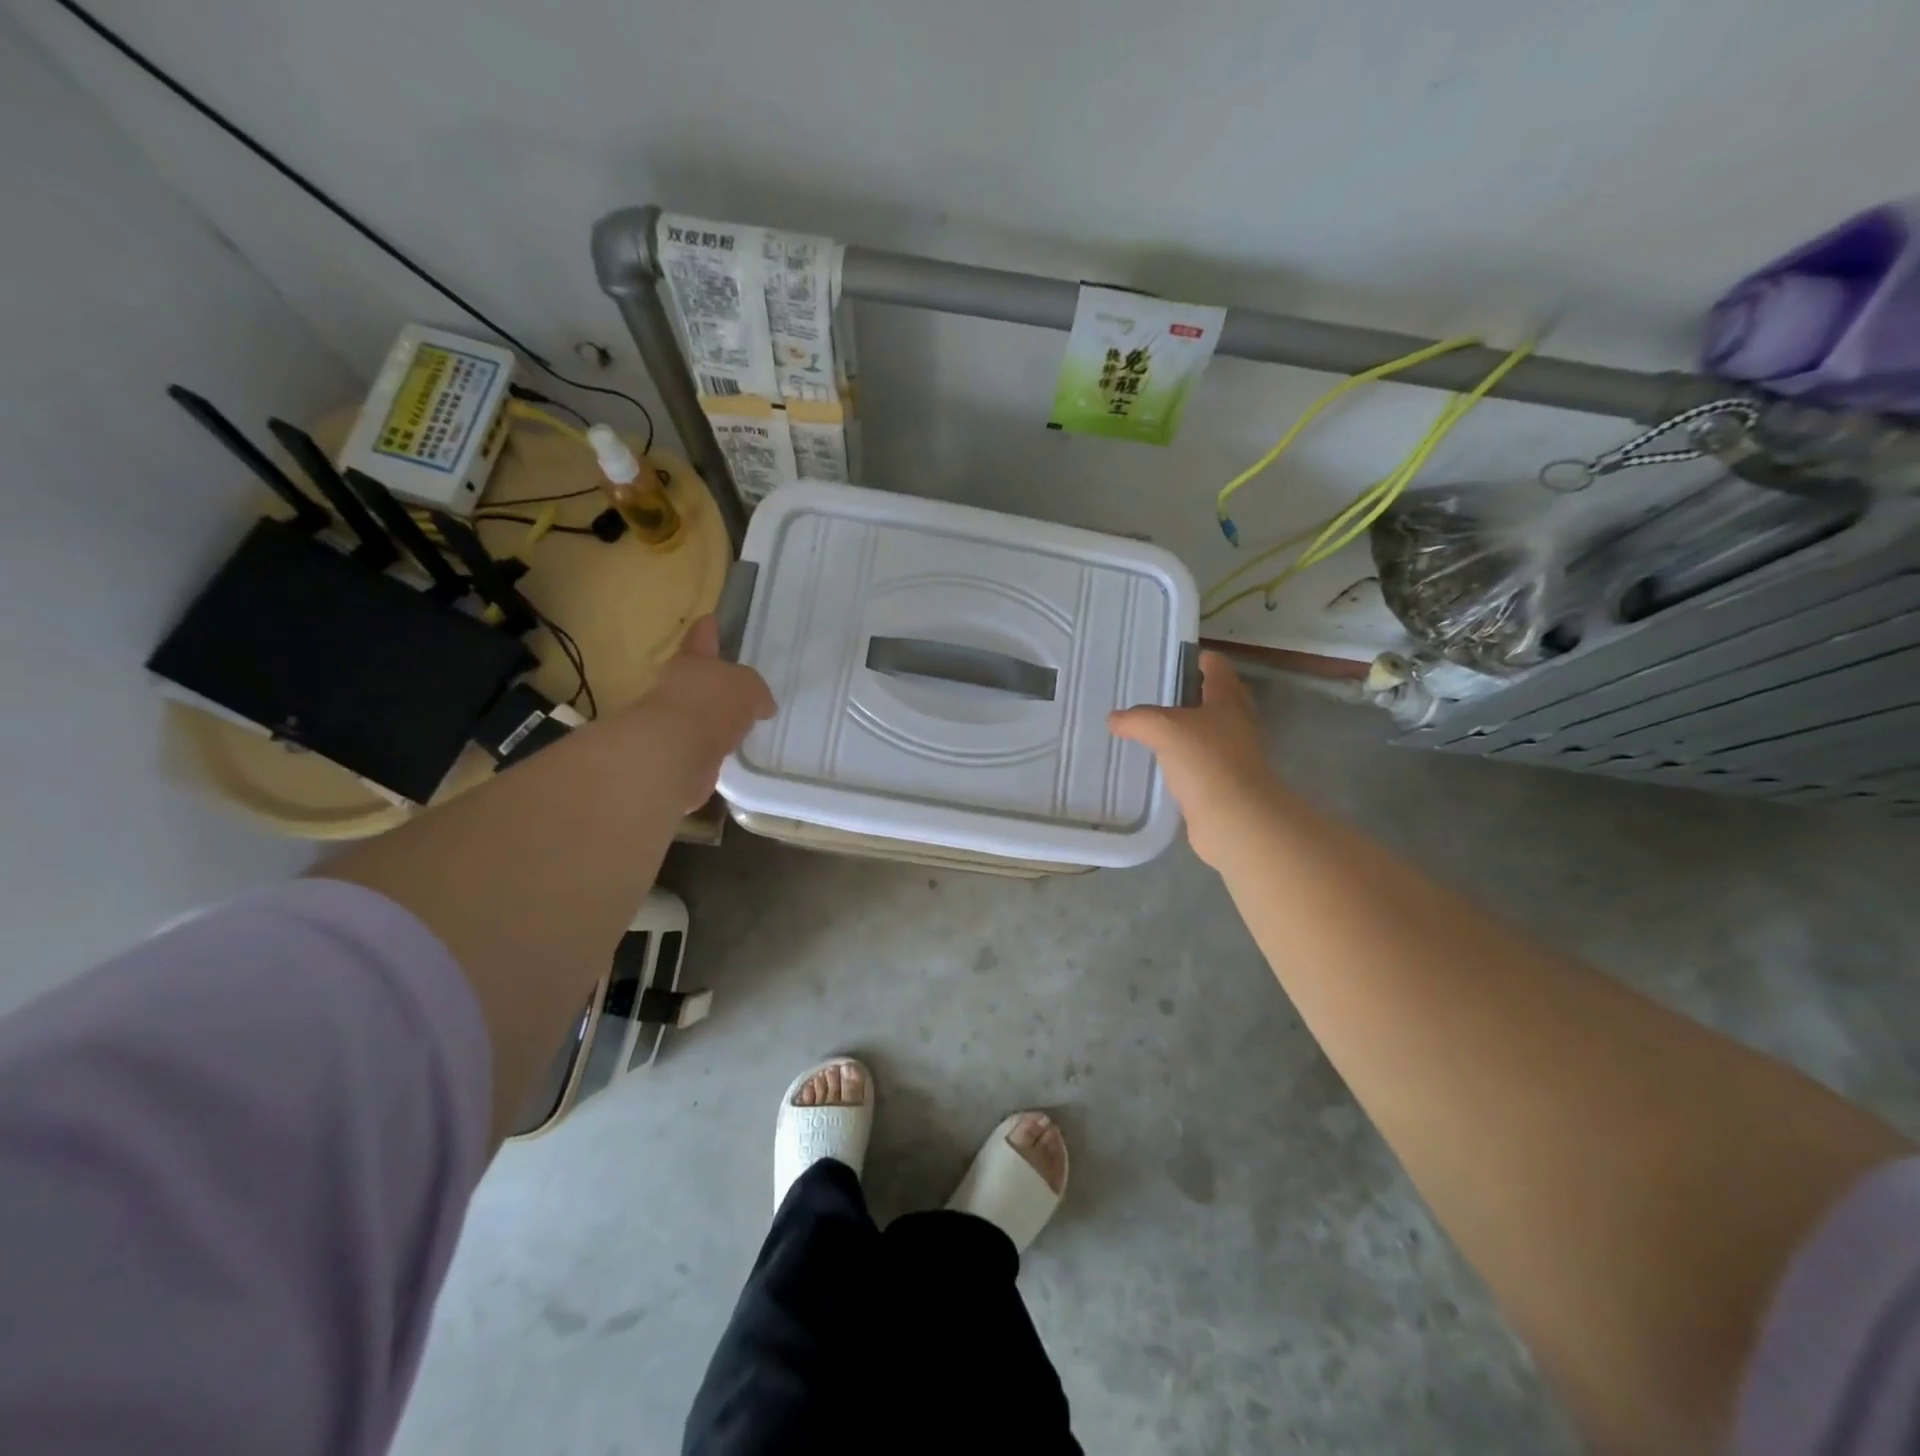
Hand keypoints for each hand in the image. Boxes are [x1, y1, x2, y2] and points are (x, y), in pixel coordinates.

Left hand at [624, 615, 775, 809]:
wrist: (676, 752)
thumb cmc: (713, 703)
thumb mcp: (749, 686)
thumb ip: (755, 691)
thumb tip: (761, 706)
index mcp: (693, 659)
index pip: (702, 635)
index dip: (710, 627)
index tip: (714, 619)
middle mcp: (677, 683)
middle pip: (698, 674)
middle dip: (715, 676)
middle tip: (741, 681)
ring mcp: (672, 717)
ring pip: (699, 708)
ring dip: (715, 713)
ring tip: (742, 719)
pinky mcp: (676, 749)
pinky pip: (702, 739)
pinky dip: (715, 742)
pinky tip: (733, 746)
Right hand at [1108, 651, 1280, 866]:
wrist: (1235, 819)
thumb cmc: (1206, 761)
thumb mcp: (1164, 728)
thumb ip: (1137, 719)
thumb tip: (1114, 719)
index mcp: (1228, 700)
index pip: (1217, 667)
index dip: (1199, 658)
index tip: (1176, 656)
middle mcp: (1236, 724)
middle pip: (1217, 699)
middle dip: (1192, 694)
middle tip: (1159, 691)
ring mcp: (1233, 756)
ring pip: (1207, 732)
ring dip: (1186, 729)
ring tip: (1153, 727)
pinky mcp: (1223, 784)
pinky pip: (1199, 763)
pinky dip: (1182, 759)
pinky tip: (1160, 763)